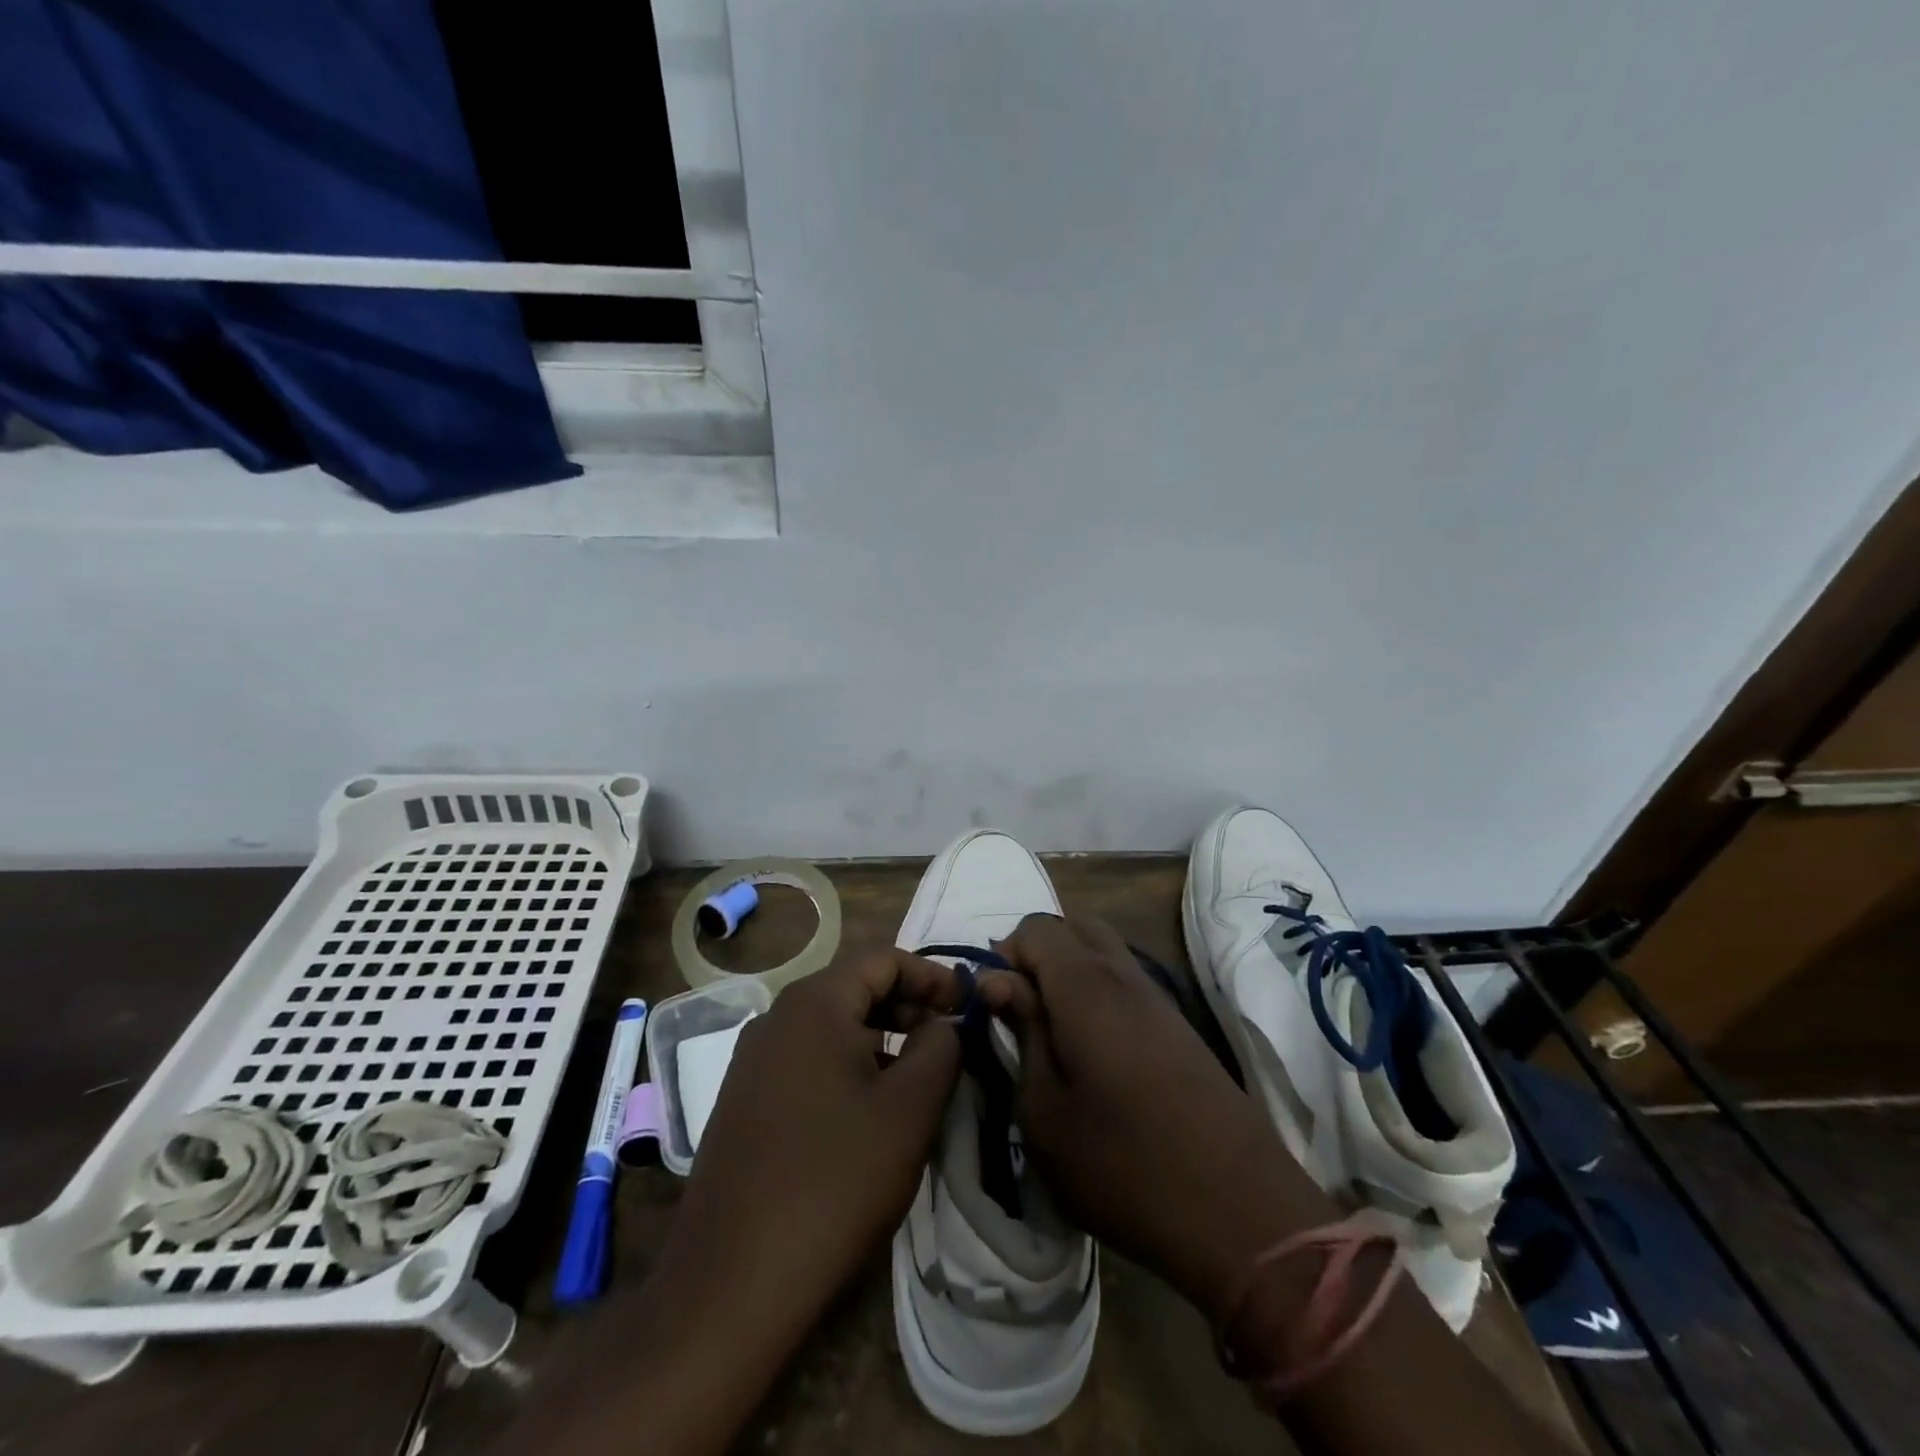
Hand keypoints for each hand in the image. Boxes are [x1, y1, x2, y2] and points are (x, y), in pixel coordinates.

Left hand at [492, 951, 965, 1455]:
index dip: (931, 975)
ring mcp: (752, 1060)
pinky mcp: (744, 1100)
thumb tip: (945, 1023)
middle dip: (907, 1004)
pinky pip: (807, 1059)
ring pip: (831, 1026)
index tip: (967, 1005)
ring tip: (916, 1074)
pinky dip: (847, 1064)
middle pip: (854, 987)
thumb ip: (940, 1048)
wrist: (731, 1283)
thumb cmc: (835, 1181)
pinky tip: (868, 1108)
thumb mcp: (909, 1109)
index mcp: (814, 1004)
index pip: (882, 959)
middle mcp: (776, 1018)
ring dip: (880, 1036)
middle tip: (947, 1039)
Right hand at [979, 915, 1332, 1323]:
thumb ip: (1021, 1032)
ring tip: (1054, 1034)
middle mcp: (1125, 974)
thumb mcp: (1044, 1111)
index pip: (1035, 926)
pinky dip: (1099, 992)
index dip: (1005, 956)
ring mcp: (1159, 997)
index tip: (996, 1009)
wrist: (1240, 1214)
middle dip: (1038, 953)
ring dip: (1070, 972)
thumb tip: (999, 981)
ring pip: (1104, 950)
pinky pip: (1127, 980)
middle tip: (1023, 1011)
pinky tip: (1094, 1051)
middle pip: (1074, 925)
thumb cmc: (1122, 1166)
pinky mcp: (1179, 1025)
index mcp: (1085, 985)